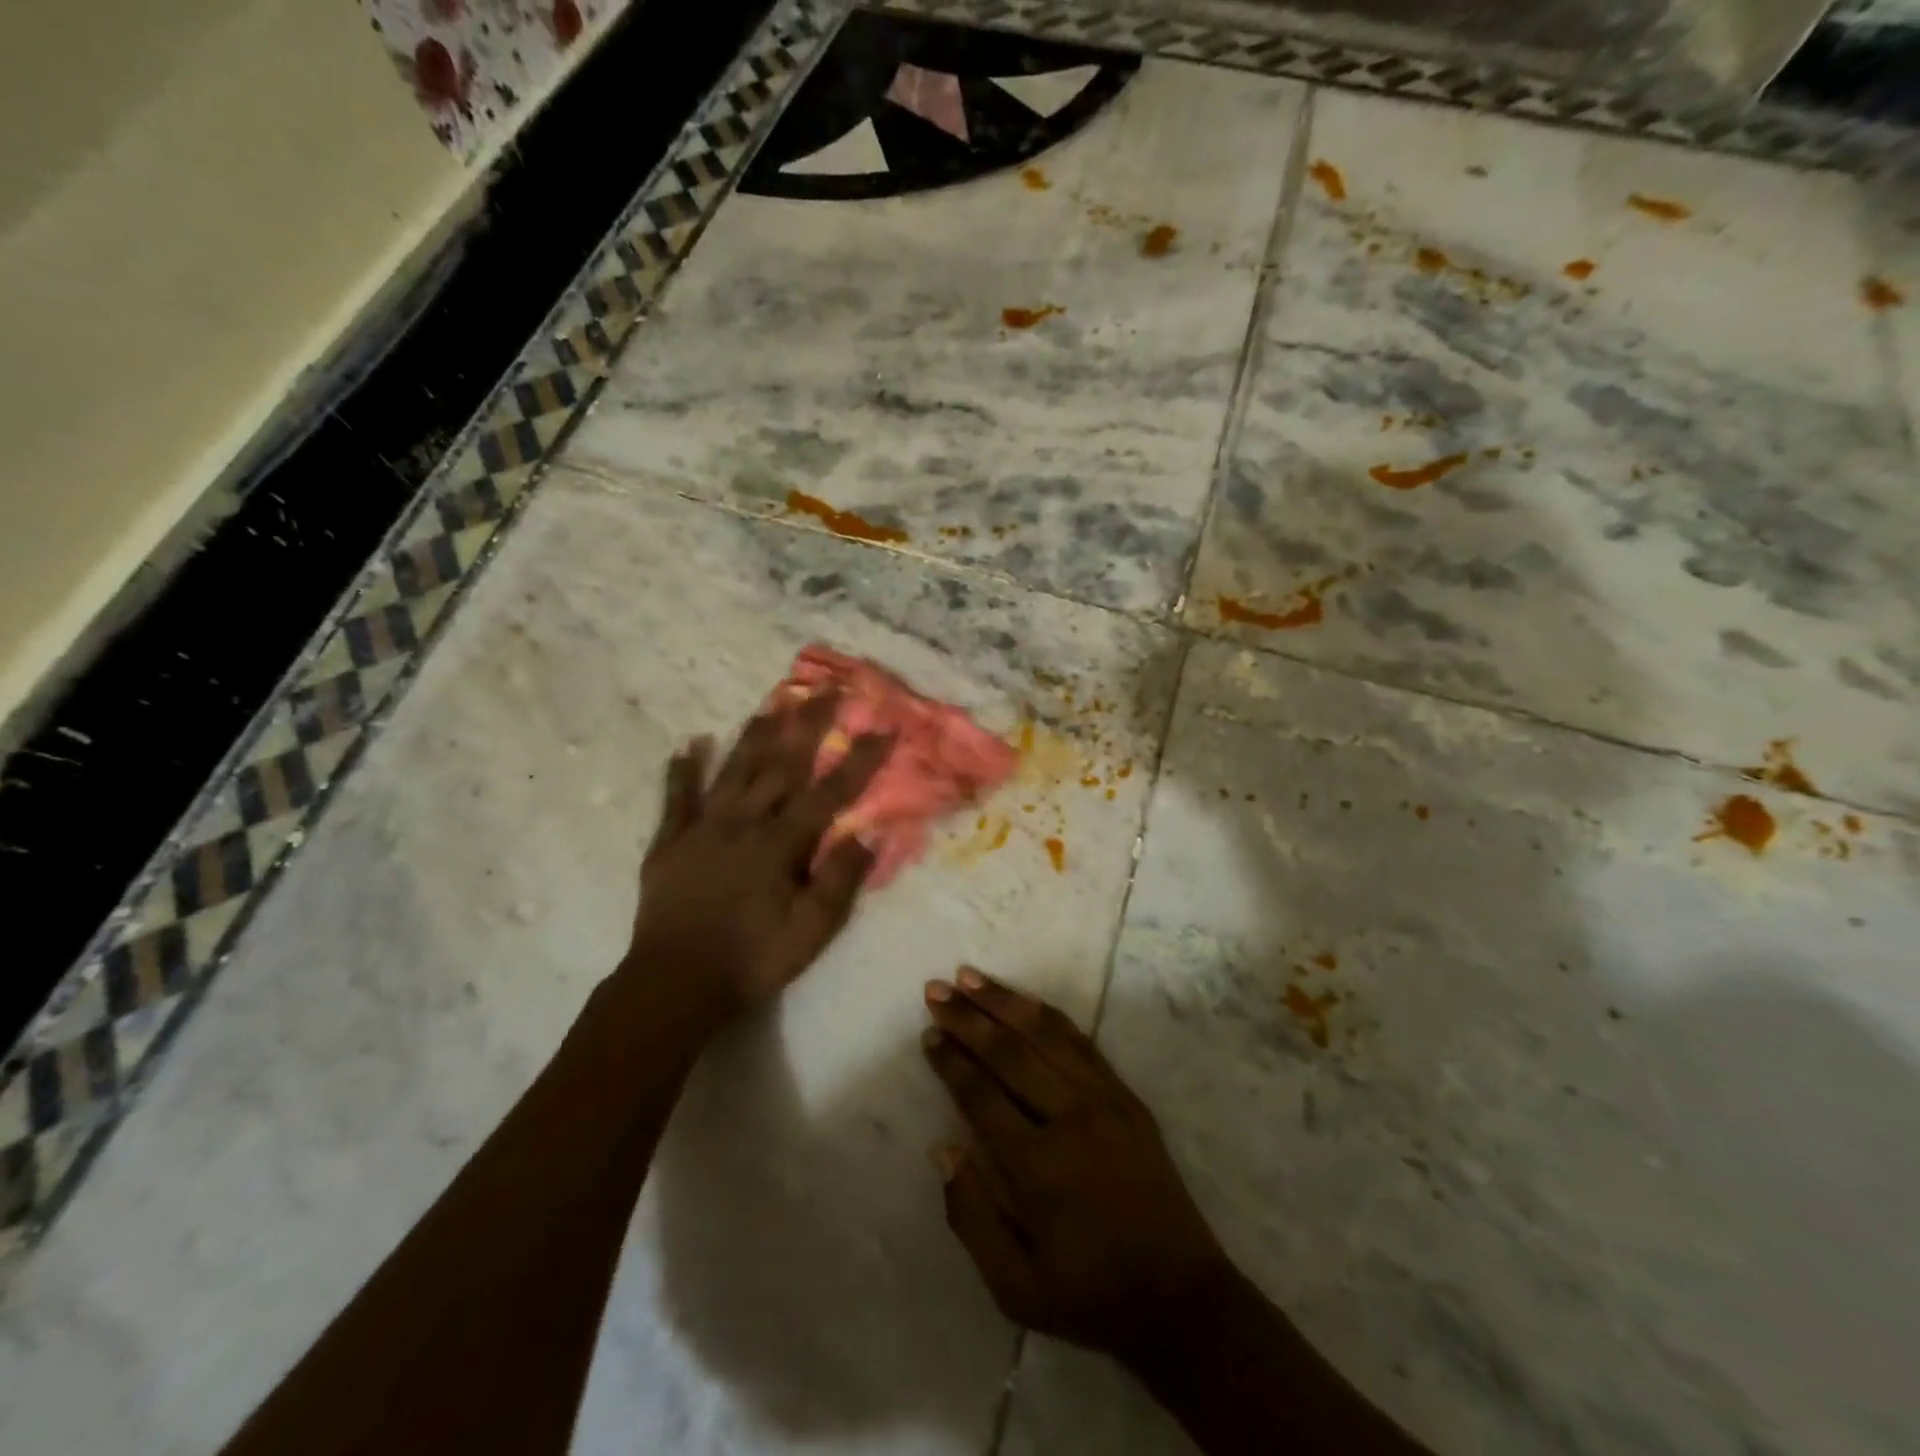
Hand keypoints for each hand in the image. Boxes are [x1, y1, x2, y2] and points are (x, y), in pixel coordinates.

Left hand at [629, 692, 891, 1021]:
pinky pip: (677, 797)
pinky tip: (690, 743)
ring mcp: (703, 827)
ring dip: (755, 733)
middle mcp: (743, 822)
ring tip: (773, 700)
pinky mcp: (670, 842)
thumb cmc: (751, 959)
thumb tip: (867, 832)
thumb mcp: (810, 931)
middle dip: (808, 724)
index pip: (830, 791)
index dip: (860, 758)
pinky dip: (683, 769)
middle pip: (781, 764)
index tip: (883, 726)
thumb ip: (839, 879)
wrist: (674, 984)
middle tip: (826, 689)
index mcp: (781, 843)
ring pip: (734, 769)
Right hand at [921, 969, 1233, 1363]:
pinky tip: (1024, 1001)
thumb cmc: (1091, 1295)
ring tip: (970, 977)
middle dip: (968, 1018)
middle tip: (935, 991)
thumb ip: (971, 1218)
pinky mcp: (1125, 1095)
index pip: (981, 1095)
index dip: (951, 1061)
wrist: (1182, 1297)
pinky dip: (1047, 1015)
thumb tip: (943, 1149)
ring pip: (1045, 1034)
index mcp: (1038, 1167)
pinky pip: (1080, 1041)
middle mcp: (1070, 1119)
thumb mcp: (1016, 1288)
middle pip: (1009, 1053)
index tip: (928, 1034)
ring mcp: (1104, 1100)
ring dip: (1004, 1002)